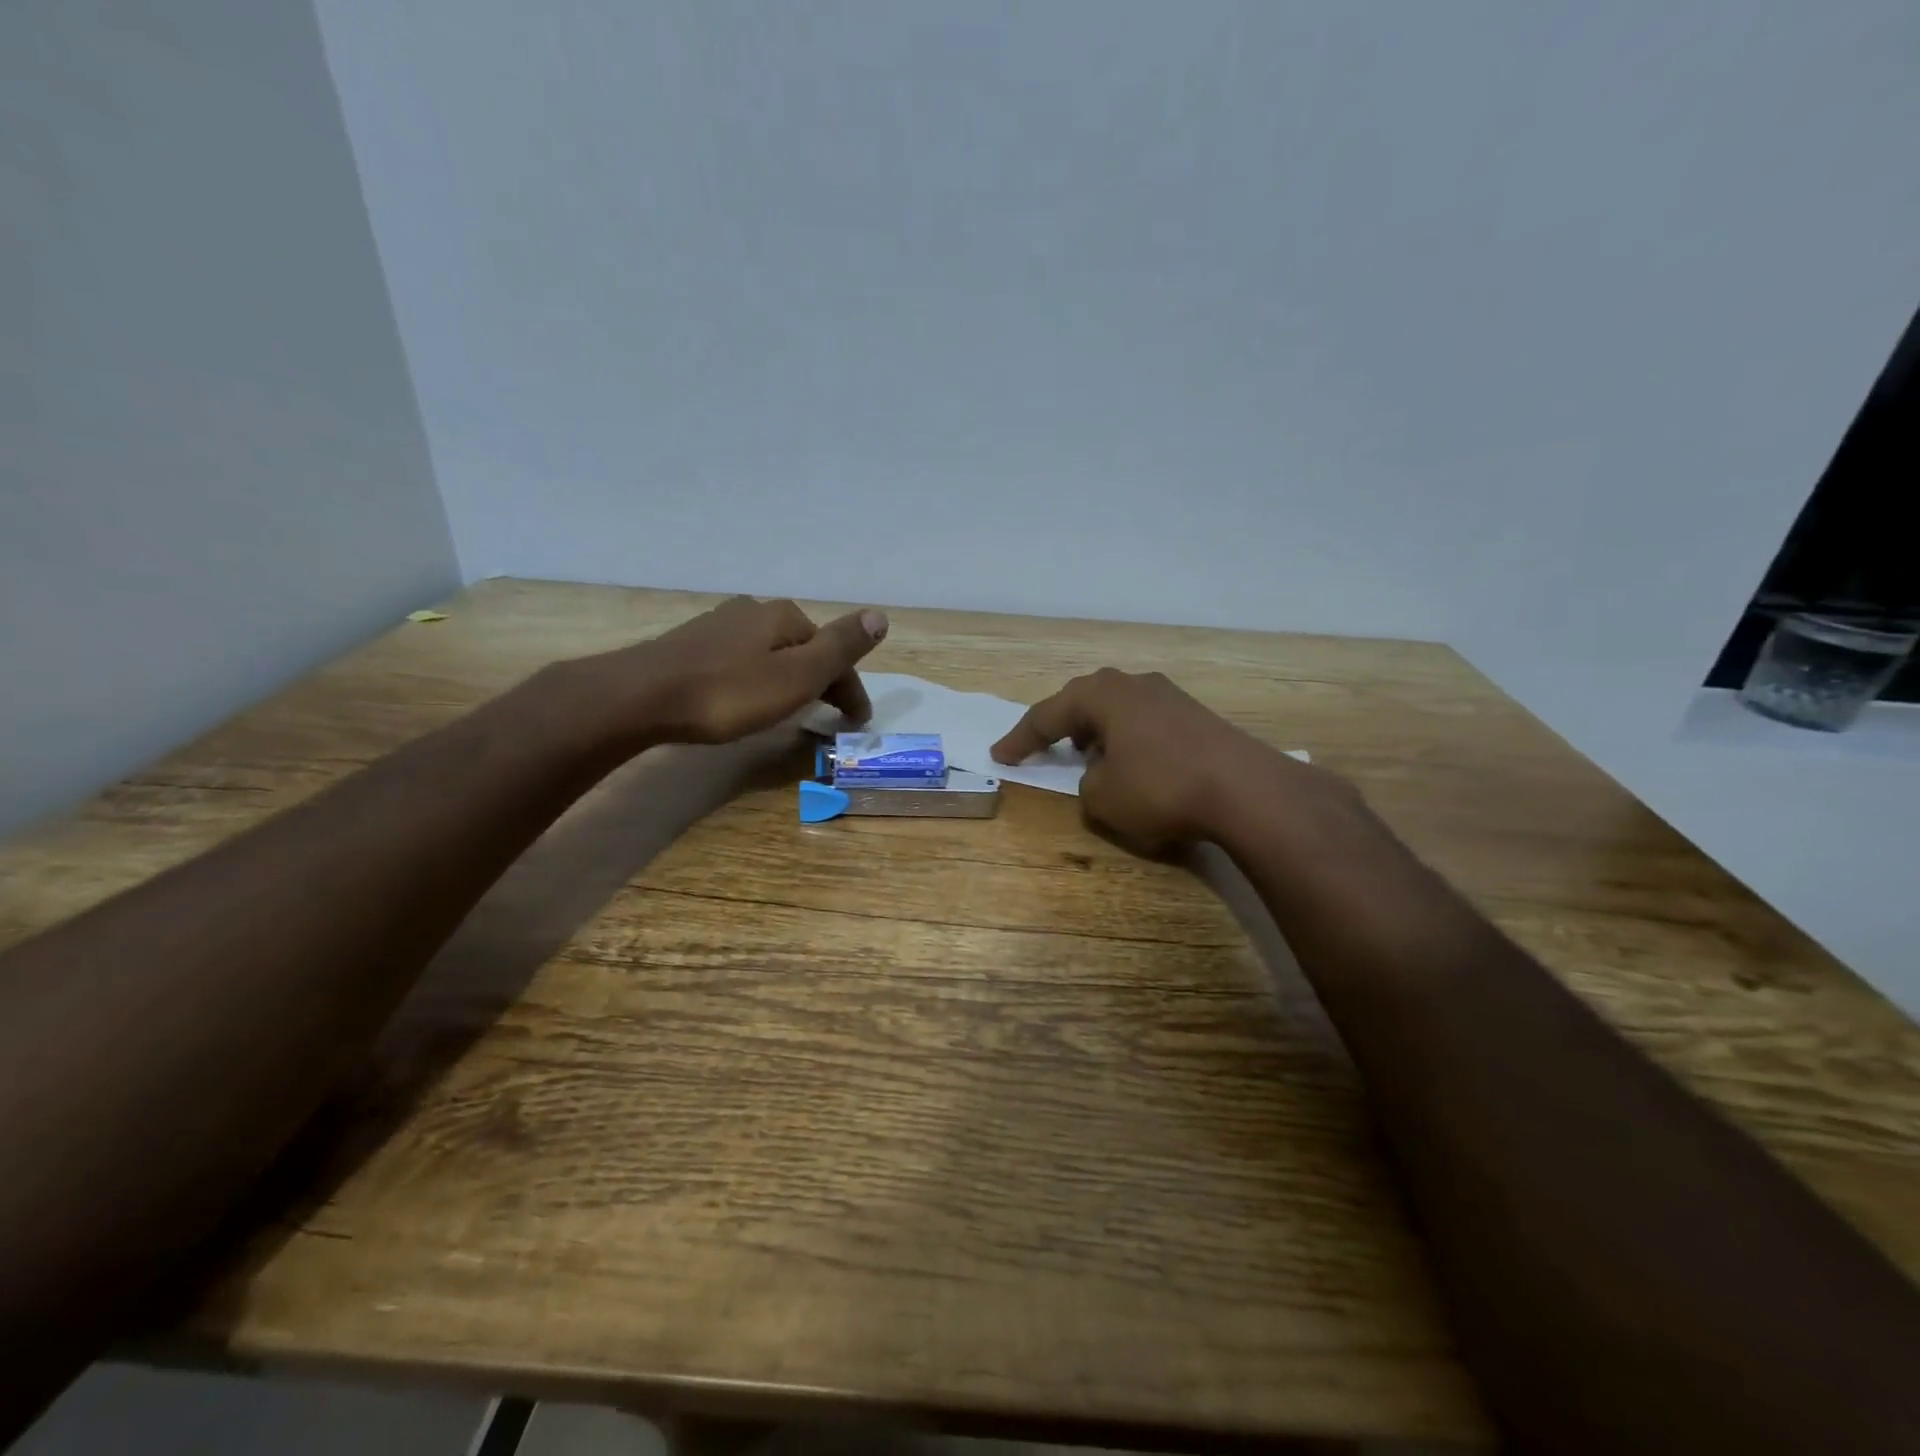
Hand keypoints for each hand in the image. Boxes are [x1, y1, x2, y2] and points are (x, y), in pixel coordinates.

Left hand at [584, 596, 887, 746]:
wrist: (642, 698)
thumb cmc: (728, 693)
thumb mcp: (797, 675)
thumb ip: (840, 647)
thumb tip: (880, 615)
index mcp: (784, 617)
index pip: (832, 652)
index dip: (850, 689)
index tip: (856, 723)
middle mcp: (753, 611)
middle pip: (802, 648)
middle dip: (821, 680)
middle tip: (829, 718)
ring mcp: (719, 626)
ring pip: (771, 653)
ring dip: (789, 678)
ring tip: (792, 709)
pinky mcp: (692, 646)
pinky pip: (742, 660)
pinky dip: (758, 679)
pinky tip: (747, 696)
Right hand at [991, 668, 1312, 850]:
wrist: (1245, 789)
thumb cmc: (1160, 788)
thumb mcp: (1103, 798)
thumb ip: (1086, 784)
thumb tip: (1100, 775)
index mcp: (1102, 695)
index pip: (1047, 715)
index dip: (1020, 739)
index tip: (1000, 755)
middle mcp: (1134, 684)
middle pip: (1084, 700)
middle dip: (1061, 725)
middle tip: (1044, 746)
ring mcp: (1170, 696)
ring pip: (1118, 709)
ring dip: (1097, 731)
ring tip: (1088, 755)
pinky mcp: (1196, 715)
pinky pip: (1145, 722)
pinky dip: (1128, 740)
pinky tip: (1134, 763)